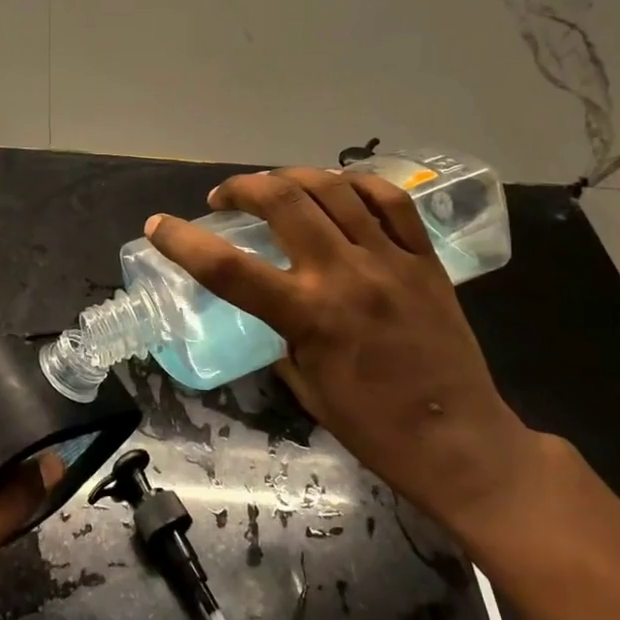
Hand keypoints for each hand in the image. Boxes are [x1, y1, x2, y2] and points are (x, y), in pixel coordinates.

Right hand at [146, 169, 538, 537]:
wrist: (461, 443)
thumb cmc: (374, 428)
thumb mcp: (306, 386)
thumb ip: (282, 335)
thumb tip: (272, 306)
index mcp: (308, 315)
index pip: (228, 268)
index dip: (183, 242)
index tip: (158, 226)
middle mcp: (345, 275)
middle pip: (284, 201)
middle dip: (243, 187)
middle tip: (226, 197)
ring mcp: (390, 260)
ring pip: (335, 189)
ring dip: (293, 177)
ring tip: (276, 185)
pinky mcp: (426, 260)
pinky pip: (392, 201)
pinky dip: (358, 183)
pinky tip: (340, 187)